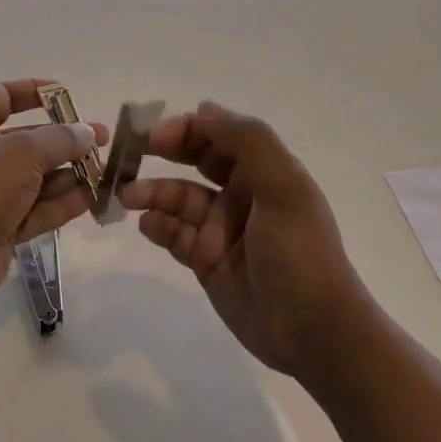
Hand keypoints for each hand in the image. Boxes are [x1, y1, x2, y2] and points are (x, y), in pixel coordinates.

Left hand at [0, 79, 109, 309]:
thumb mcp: (23, 152)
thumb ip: (61, 139)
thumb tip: (88, 132)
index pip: (2, 96)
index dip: (34, 91)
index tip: (67, 94)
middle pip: (28, 140)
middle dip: (65, 140)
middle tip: (102, 140)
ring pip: (37, 177)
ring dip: (70, 173)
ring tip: (106, 170)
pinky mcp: (2, 226)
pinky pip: (38, 208)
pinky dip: (64, 202)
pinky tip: (95, 197)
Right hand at [119, 102, 369, 381]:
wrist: (313, 333)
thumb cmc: (300, 254)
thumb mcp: (285, 189)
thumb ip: (249, 142)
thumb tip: (204, 108)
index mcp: (264, 171)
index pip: (219, 134)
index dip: (187, 128)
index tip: (153, 133)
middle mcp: (241, 193)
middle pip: (195, 159)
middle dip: (162, 151)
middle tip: (128, 153)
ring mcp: (221, 227)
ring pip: (178, 197)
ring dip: (152, 191)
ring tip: (127, 196)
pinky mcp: (205, 259)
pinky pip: (173, 233)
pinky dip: (157, 226)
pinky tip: (148, 227)